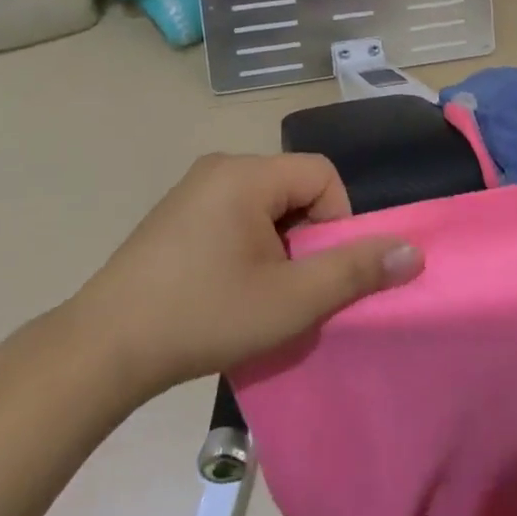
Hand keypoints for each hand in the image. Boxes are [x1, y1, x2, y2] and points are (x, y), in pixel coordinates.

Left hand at [71, 153, 422, 401]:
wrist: (103, 348)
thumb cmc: (204, 316)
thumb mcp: (290, 300)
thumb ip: (354, 271)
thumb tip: (412, 250)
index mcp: (246, 174)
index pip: (322, 175)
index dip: (337, 222)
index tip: (318, 272)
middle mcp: (220, 167)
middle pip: (294, 187)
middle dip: (307, 237)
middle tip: (291, 288)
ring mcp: (193, 189)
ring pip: (266, 204)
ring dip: (279, 245)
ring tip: (260, 293)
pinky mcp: (176, 213)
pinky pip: (235, 213)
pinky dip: (249, 244)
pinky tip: (229, 288)